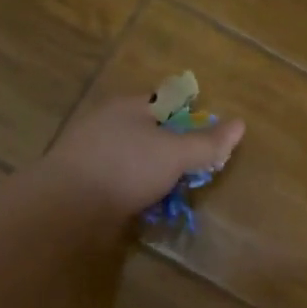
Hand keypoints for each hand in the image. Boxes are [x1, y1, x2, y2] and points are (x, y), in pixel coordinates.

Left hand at [42, 92, 245, 216]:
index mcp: (129, 106)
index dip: (189, 116)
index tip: (207, 139)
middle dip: (170, 148)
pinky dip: (133, 191)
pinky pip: (116, 182)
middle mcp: (107, 123)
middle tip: (192, 171)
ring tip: (172, 194)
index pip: (165, 101)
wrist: (66, 205)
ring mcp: (91, 153)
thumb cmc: (125, 168)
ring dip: (151, 173)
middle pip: (147, 130)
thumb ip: (206, 143)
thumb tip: (240, 124)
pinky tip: (143, 207)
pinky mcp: (81, 182)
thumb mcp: (175, 154)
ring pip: (131, 158)